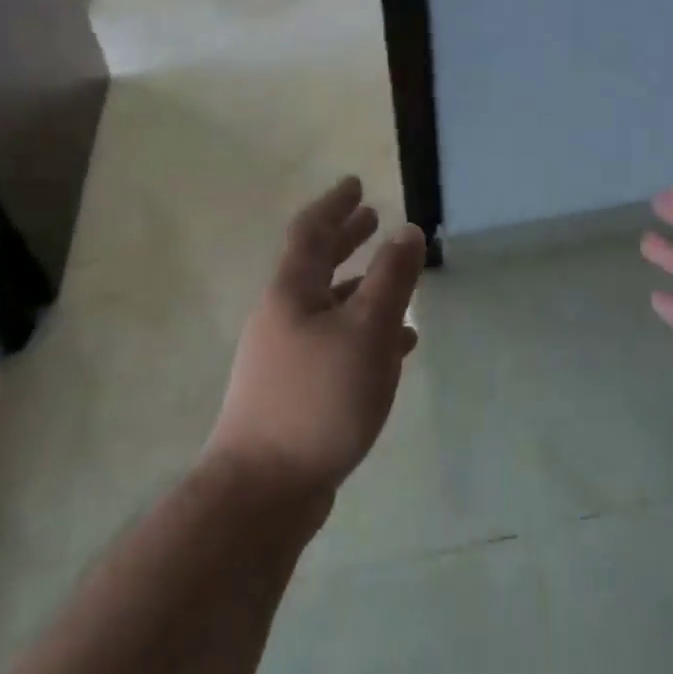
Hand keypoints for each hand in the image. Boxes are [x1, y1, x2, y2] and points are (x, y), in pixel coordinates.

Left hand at [205, 177, 425, 503]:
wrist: (264, 489)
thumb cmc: (318, 399)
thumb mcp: (366, 332)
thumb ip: (390, 279)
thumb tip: (408, 231)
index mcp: (292, 293)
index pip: (311, 232)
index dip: (334, 205)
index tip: (355, 184)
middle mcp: (282, 317)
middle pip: (316, 266)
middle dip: (345, 240)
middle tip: (372, 219)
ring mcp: (284, 356)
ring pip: (329, 307)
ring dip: (360, 289)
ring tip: (395, 283)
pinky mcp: (295, 390)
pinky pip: (335, 344)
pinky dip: (363, 334)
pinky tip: (395, 350)